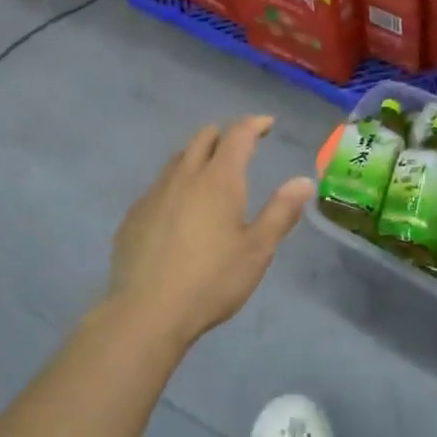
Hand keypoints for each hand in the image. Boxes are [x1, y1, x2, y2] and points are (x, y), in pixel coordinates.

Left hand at [107, 116, 314, 347]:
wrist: (147, 312)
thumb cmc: (212, 280)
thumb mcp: (257, 250)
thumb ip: (281, 212)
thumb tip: (304, 181)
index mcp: (219, 180)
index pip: (238, 135)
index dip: (254, 124)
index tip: (266, 124)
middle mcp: (184, 177)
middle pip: (203, 138)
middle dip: (224, 136)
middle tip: (240, 148)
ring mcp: (153, 194)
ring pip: (177, 160)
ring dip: (197, 157)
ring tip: (209, 175)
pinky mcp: (133, 216)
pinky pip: (157, 187)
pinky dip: (175, 186)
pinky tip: (178, 211)